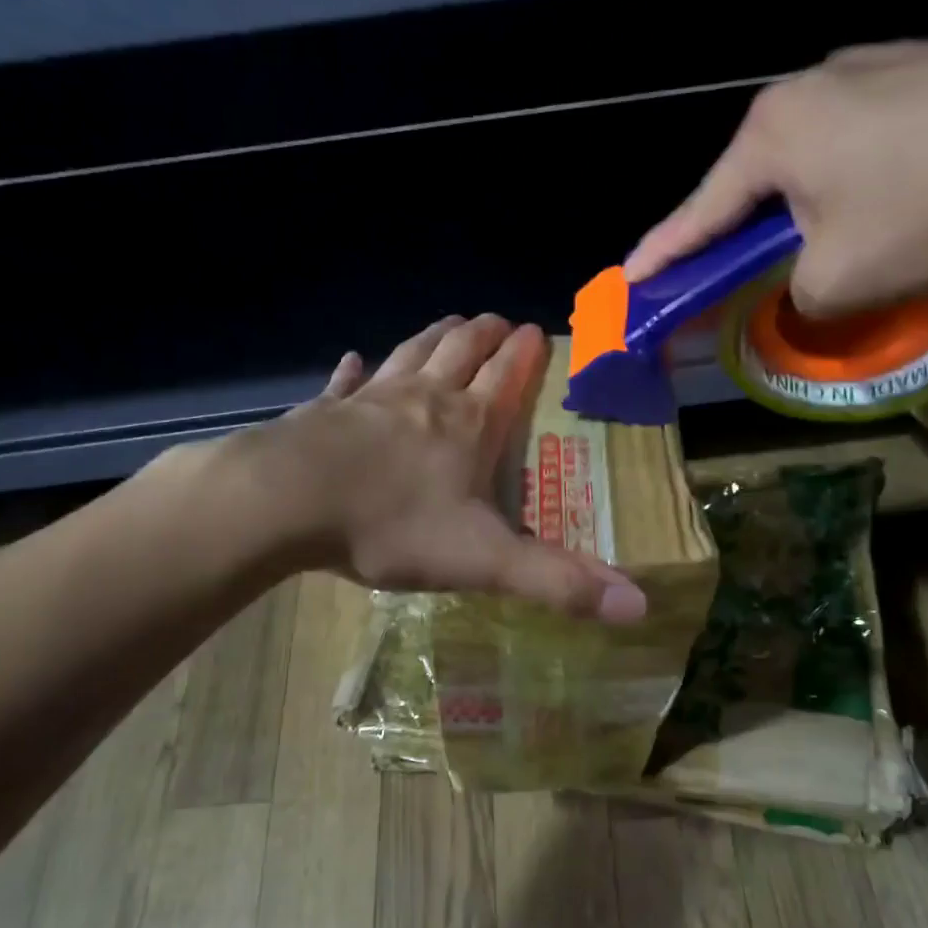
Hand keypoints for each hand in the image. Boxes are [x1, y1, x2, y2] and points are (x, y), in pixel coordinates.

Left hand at [248, 314, 648, 622]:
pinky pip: (345, 382)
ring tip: (449, 322)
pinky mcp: (324, 412)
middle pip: (460, 351)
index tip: (536, 330)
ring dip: (433, 336)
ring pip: (411, 354)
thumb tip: (638, 608)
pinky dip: (354, 370)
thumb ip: (557, 583)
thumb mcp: (484, 561)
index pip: (507, 377)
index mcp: (467, 426)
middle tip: (497, 319)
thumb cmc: (391, 525)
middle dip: (483, 334)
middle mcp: (424, 399)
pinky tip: (353, 360)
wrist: (288, 503)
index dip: (525, 354)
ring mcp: (370, 399)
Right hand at [622, 0, 927, 316]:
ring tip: (833, 251)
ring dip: (810, 212)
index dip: (662, 256)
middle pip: (756, 183)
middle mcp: (811, 90)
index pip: (698, 213)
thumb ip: (796, 296)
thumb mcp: (839, 280)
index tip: (630, 282)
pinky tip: (896, 209)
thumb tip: (807, 289)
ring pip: (816, 163)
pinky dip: (862, 187)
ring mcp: (875, 70)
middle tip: (736, 279)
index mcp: (771, 135)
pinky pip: (869, 144)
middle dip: (745, 235)